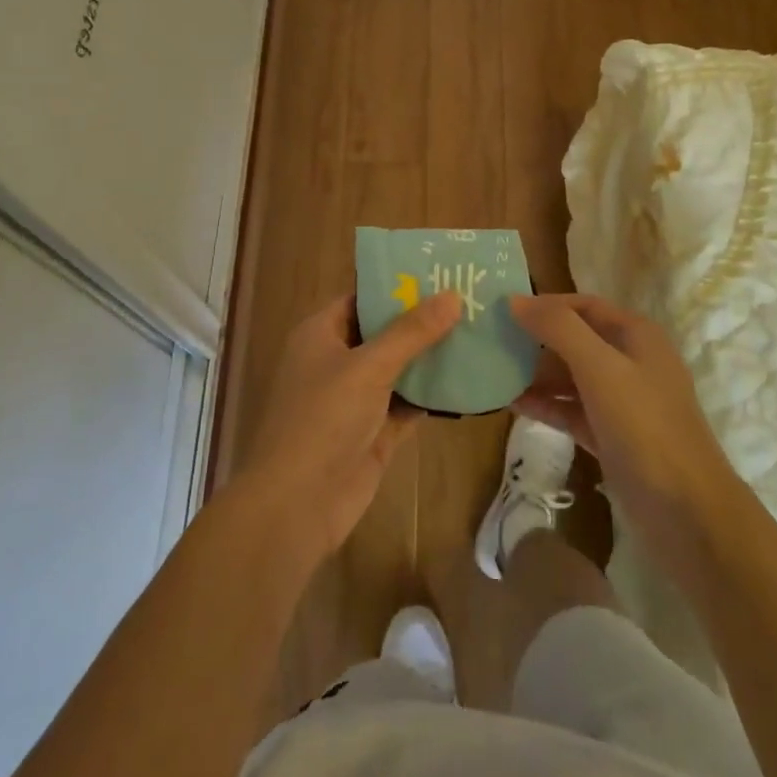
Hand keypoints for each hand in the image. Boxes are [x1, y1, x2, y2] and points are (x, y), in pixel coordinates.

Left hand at [235, 292, 460, 554]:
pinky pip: (408, 404)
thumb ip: (412, 332)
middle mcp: (337, 361)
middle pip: (385, 332)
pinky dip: (432, 395)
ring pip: (399, 369)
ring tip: (478, 331)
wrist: (298, 504)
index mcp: (321, 334)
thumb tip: (452, 296)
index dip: (398, 285)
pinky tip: (469, 380)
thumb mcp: (368, 366)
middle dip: (423, 320)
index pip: (362, 297)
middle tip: (471, 299)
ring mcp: (356, 399)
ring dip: (431, 357)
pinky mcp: (374, 432)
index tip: (440, 272)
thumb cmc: (324, 419)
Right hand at [509, 294, 738, 546]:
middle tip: (493, 344)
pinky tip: (513, 405)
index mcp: (636, 335)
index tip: (504, 311)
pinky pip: (572, 410)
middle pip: (576, 339)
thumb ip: (558, 329)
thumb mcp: (600, 368)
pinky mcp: (612, 436)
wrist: (687, 512)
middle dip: (537, 341)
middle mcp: (631, 361)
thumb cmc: (645, 426)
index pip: (584, 305)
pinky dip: (546, 405)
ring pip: (572, 377)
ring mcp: (623, 402)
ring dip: (537, 374)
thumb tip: (515, 300)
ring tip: (495, 374)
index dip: (546, 305)